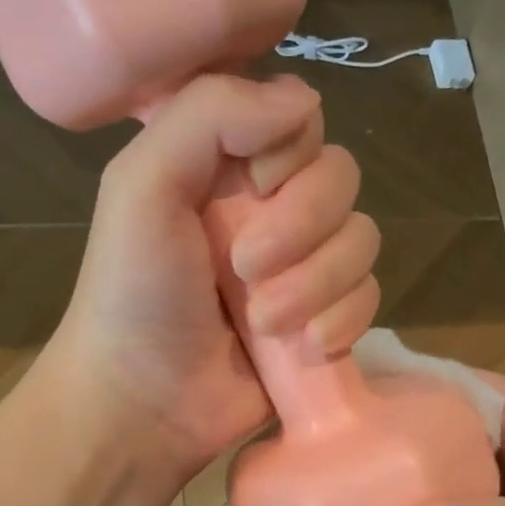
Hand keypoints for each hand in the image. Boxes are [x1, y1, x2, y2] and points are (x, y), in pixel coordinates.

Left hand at [48, 74, 381, 477]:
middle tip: (245, 270)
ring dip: (317, 283)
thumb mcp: (142, 186)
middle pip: (341, 177)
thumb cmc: (134, 293)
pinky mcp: (323, 317)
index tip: (252, 187)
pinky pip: (370, 295)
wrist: (143, 402)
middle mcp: (270, 207)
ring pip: (362, 239)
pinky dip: (344, 319)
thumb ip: (209, 114)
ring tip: (264, 323)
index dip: (290, 151)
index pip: (299, 120)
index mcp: (225, 165)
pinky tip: (308, 346)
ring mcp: (302, 266)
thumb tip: (304, 103)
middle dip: (303, 226)